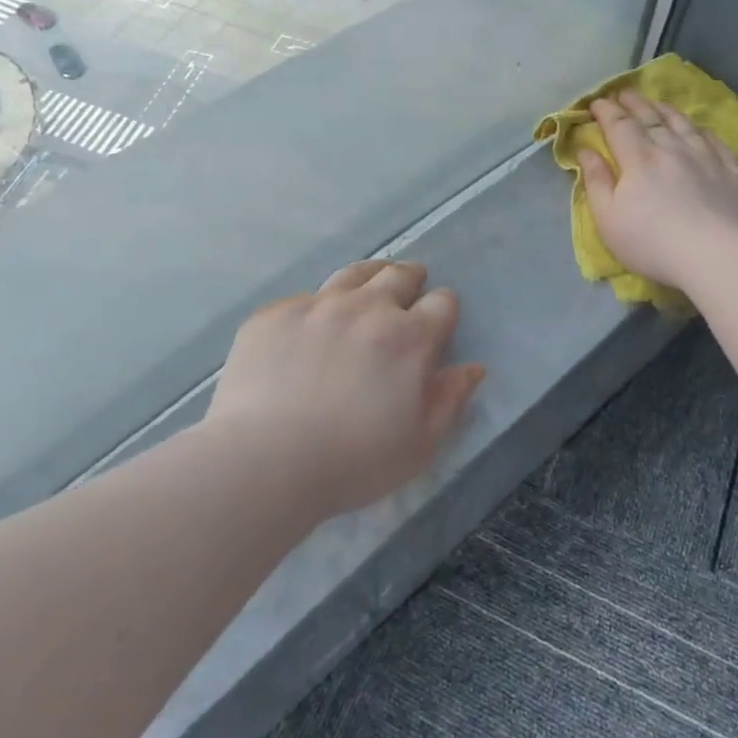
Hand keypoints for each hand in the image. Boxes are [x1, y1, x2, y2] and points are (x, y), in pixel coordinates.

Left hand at [207, 260, 486, 518]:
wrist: (264, 461)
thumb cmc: (353, 462)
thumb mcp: (419, 445)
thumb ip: (450, 400)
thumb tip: (473, 368)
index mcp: (407, 338)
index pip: (442, 303)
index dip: (444, 309)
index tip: (438, 320)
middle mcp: (365, 308)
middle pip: (397, 276)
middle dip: (410, 279)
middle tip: (410, 285)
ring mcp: (316, 306)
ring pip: (352, 275)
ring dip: (368, 277)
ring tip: (369, 285)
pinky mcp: (273, 315)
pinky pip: (304, 298)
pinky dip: (317, 307)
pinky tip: (311, 327)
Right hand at [578, 90, 737, 289]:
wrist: (722, 255)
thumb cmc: (654, 243)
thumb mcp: (609, 219)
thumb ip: (596, 182)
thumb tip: (586, 151)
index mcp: (638, 158)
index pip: (618, 125)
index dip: (606, 111)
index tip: (596, 102)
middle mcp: (672, 148)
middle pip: (651, 117)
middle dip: (634, 103)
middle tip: (624, 92)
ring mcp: (707, 157)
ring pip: (684, 124)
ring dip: (666, 110)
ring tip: (657, 103)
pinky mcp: (734, 171)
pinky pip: (715, 140)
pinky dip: (702, 130)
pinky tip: (700, 129)